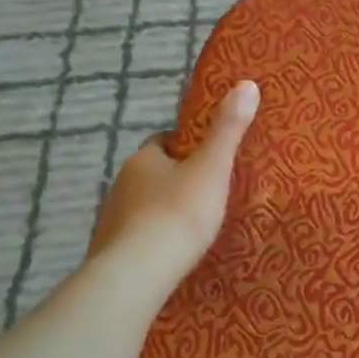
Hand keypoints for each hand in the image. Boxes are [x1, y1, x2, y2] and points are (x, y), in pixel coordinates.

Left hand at [88, 79, 260, 287]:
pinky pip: (140, 237)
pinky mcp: (112, 253)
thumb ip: (228, 129)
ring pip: (145, 206)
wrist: (137, 275)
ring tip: (198, 225)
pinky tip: (175, 252)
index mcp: (143, 159)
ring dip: (166, 211)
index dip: (187, 146)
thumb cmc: (178, 213)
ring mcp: (112, 221)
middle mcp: (121, 184)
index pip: (165, 142)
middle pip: (155, 174)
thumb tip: (246, 83)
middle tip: (212, 191)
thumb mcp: (212, 167)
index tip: (211, 156)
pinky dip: (156, 239)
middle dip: (178, 179)